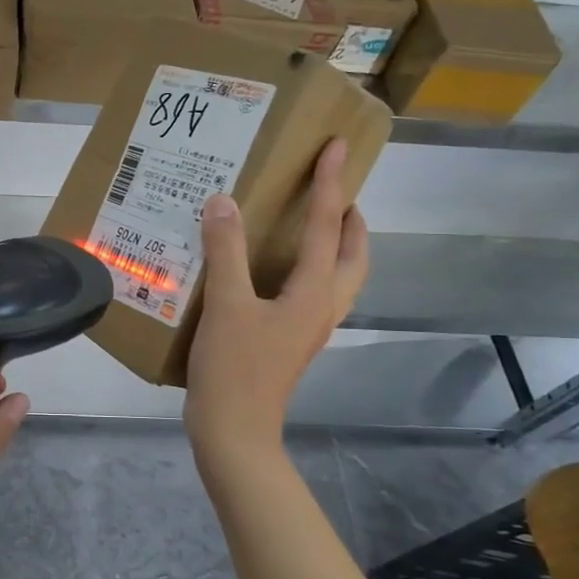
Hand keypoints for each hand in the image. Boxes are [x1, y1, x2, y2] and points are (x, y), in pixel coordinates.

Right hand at [184, 139, 369, 465]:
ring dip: (335, 244)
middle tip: (333, 190)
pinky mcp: (292, 340)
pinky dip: (307, 267)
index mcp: (314, 292)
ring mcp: (309, 327)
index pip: (327, 225)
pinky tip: (273, 267)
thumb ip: (225, 251)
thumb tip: (223, 202)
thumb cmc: (234, 369)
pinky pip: (313, 291)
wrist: (234, 432)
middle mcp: (322, 306)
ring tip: (312, 221)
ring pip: (338, 276)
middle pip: (354, 255)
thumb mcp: (225, 304)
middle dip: (350, 219)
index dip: (329, 183)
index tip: (336, 146)